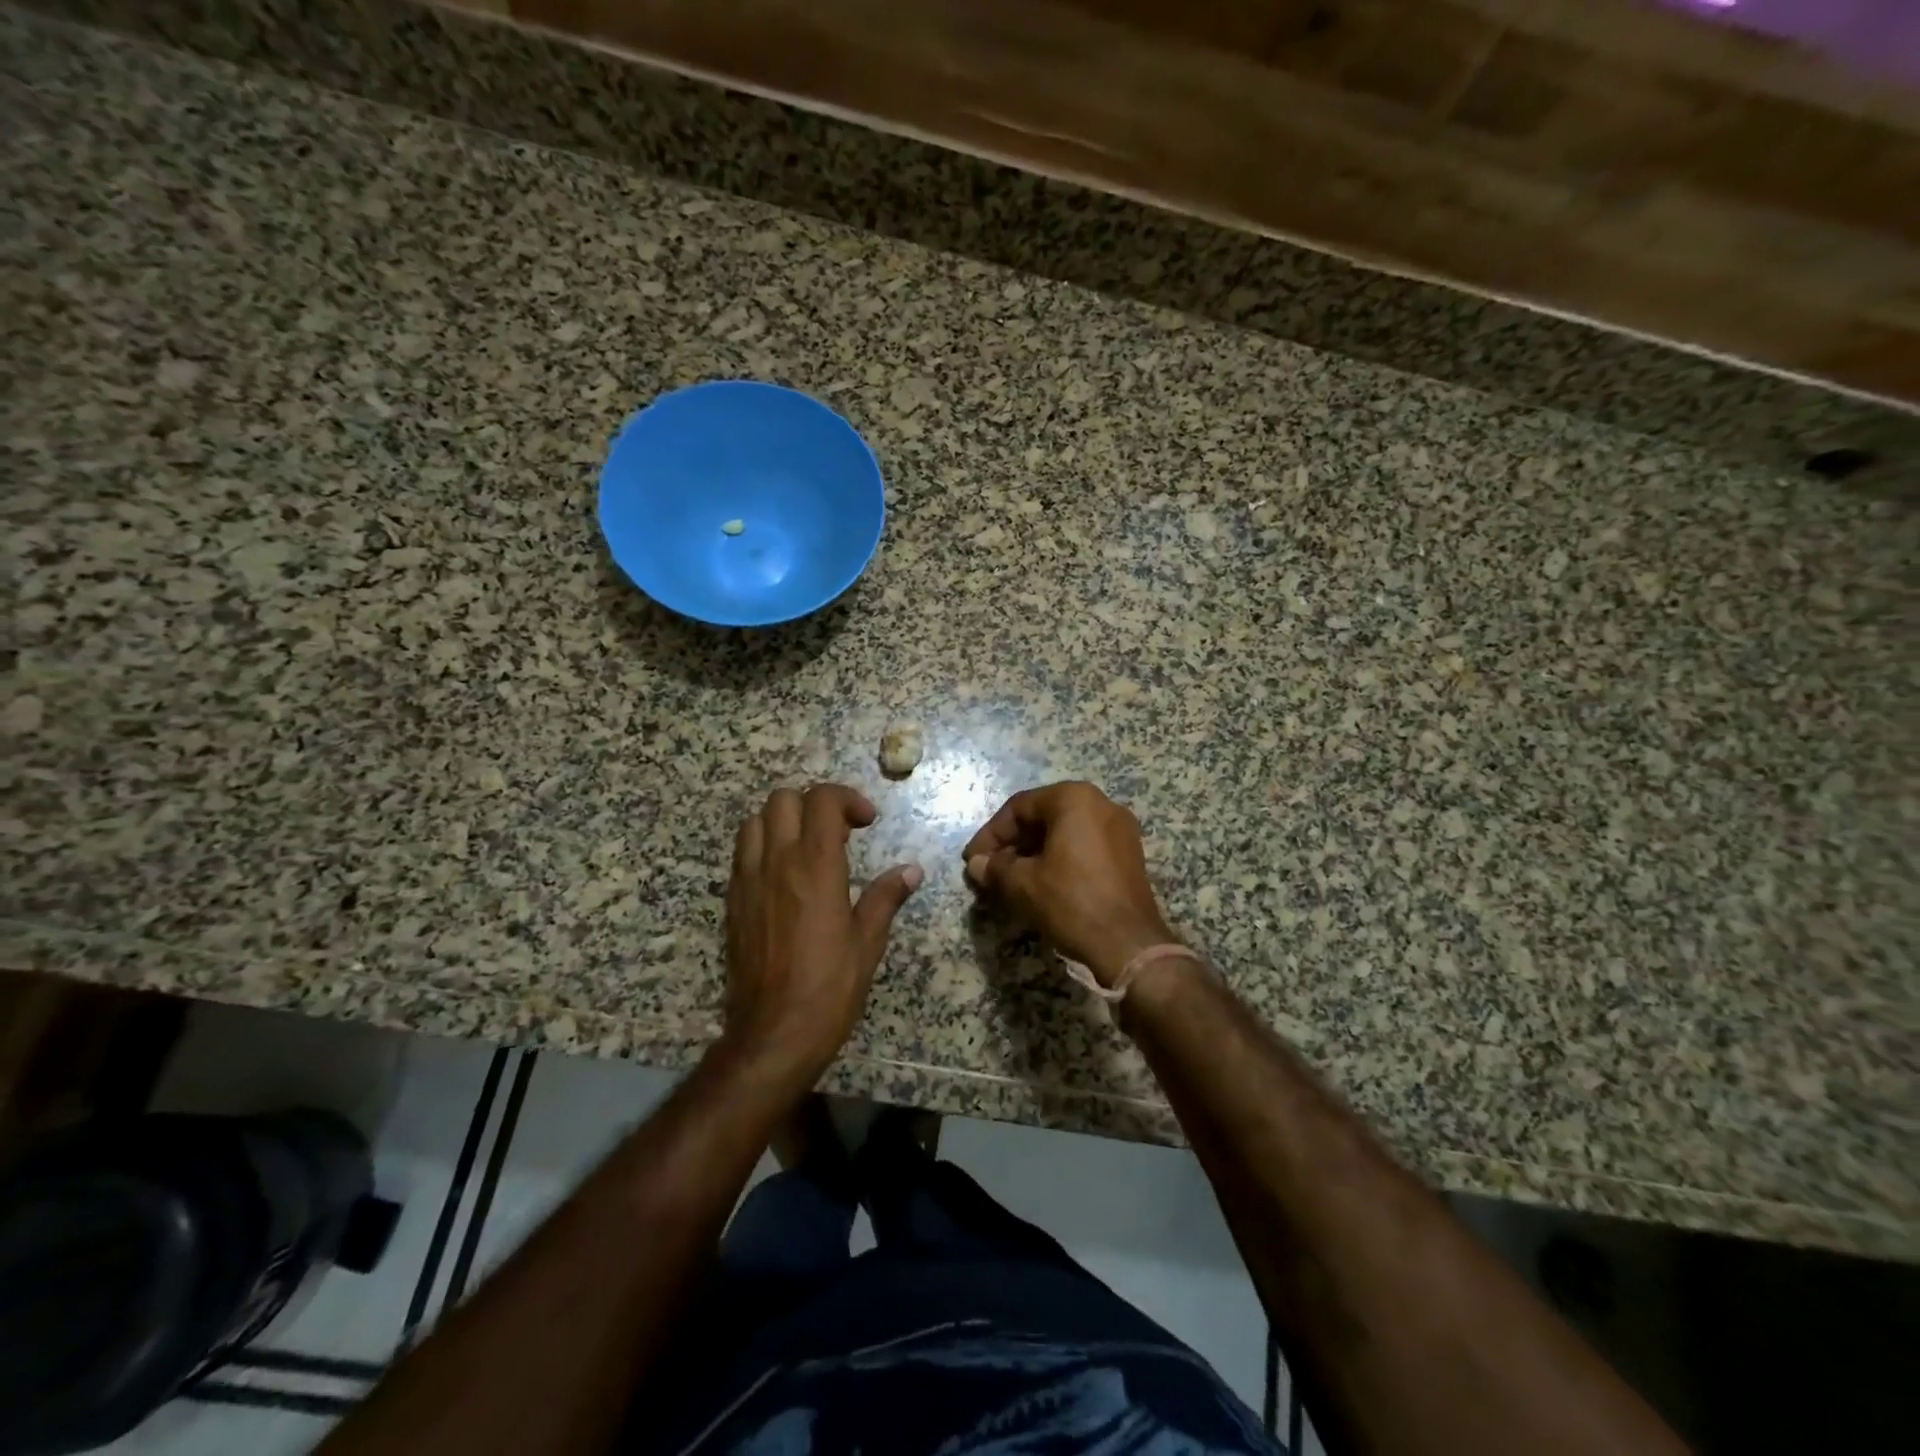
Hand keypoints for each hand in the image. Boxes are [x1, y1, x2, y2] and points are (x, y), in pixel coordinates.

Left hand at [723, 784, 921, 1085]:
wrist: (774, 1032)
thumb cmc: (830, 987)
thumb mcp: (868, 941)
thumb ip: (886, 897)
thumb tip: (911, 871)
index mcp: (816, 866)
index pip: (822, 800)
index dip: (847, 798)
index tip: (866, 822)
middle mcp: (777, 861)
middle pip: (783, 799)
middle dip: (813, 803)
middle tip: (838, 831)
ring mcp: (749, 879)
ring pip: (755, 820)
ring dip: (783, 820)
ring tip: (806, 845)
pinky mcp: (733, 900)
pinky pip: (742, 852)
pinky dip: (763, 844)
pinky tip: (784, 873)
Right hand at [962, 781, 1174, 987]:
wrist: (1128, 944)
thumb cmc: (1071, 901)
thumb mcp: (1022, 884)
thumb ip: (995, 868)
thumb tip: (976, 864)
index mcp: (1074, 799)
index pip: (1019, 807)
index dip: (990, 834)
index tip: (972, 860)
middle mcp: (1101, 803)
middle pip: (1044, 816)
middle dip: (1013, 844)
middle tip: (990, 870)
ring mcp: (1120, 829)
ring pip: (1064, 832)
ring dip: (1034, 853)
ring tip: (1012, 880)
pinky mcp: (1129, 855)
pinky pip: (1085, 846)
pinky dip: (1060, 859)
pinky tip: (1042, 884)